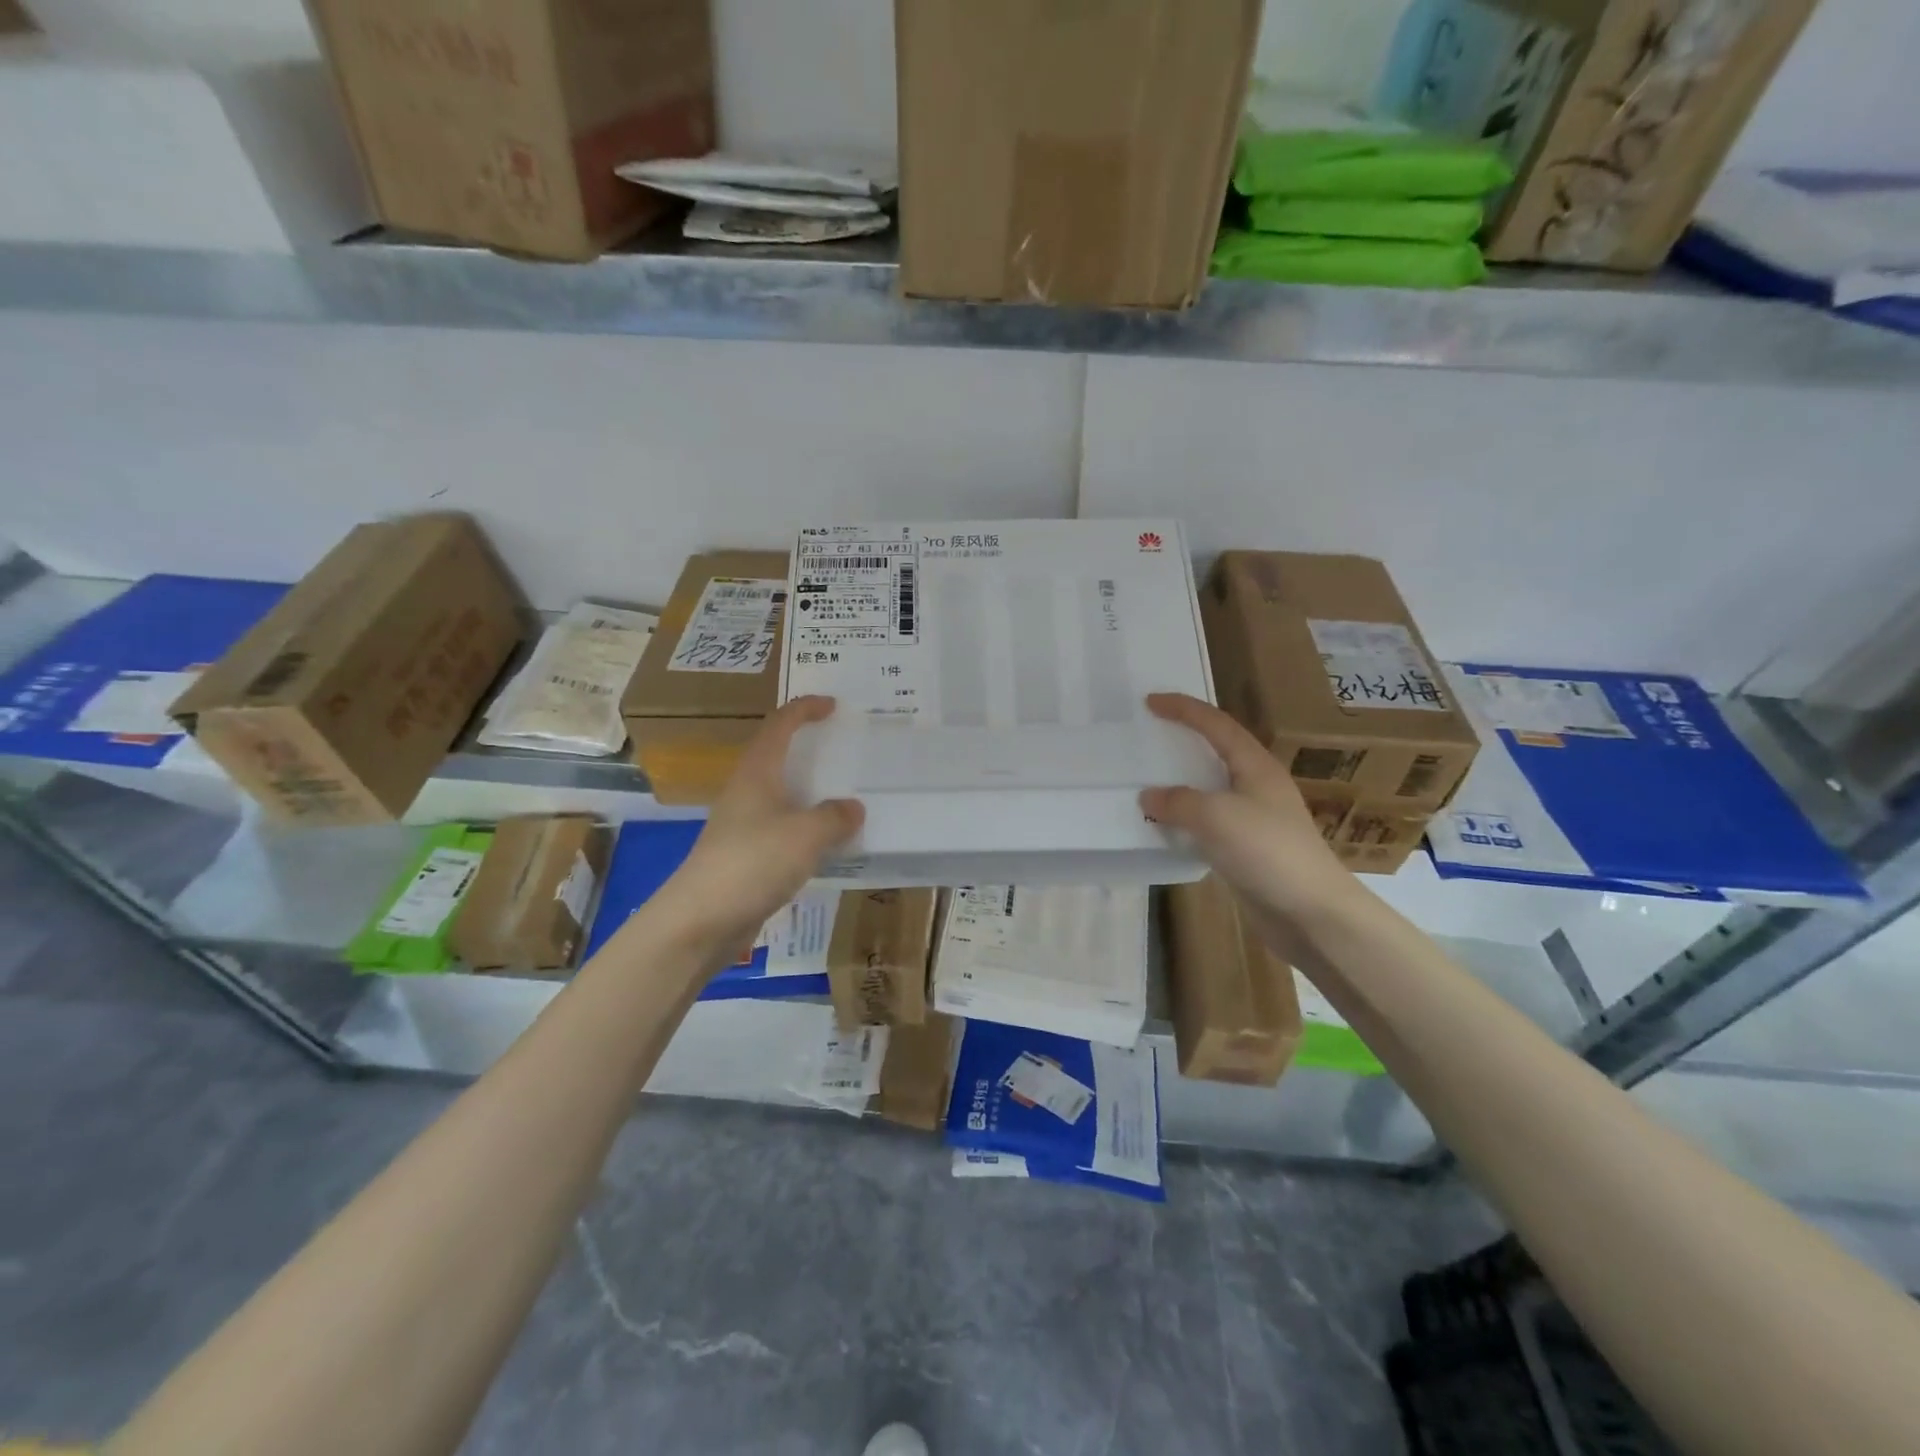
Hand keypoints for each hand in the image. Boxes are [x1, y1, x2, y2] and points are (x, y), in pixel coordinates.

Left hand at [655, 696, 863, 956]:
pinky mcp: (746, 856)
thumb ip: (834, 816)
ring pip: (782, 795)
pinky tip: (828, 842)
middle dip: (808, 747)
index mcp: (757, 772)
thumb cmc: (753, 862)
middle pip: (778, 756)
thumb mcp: (806, 834)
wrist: (700, 920)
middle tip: (844, 747)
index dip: (805, 709)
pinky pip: (783, 828)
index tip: (833, 705)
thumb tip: (853, 808)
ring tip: (844, 793)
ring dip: (810, 790)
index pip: (780, 724)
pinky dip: (807, 826)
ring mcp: (743, 825)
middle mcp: (747, 791)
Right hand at [1140, 693, 1362, 937]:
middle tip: (1150, 735)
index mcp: (1256, 766)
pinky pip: (1209, 822)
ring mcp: (1255, 819)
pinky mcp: (1248, 849)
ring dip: (1182, 782)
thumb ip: (1178, 801)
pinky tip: (1166, 827)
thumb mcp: (1216, 817)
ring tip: (1149, 779)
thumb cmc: (1267, 852)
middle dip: (1184, 740)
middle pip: (1217, 751)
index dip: (1184, 709)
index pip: (1216, 724)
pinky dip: (1185, 818)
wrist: (1312, 913)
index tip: (1150, 701)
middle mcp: (1257, 786)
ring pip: (1211, 789)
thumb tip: (1149, 796)